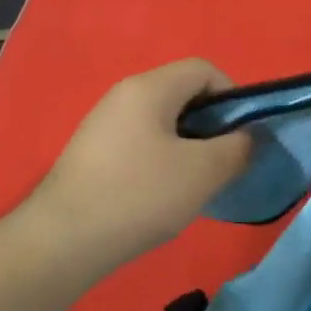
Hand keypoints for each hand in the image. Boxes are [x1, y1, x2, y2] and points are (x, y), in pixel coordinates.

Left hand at [27, 59, 252, 274]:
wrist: (63, 240)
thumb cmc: (140, 195)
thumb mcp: (203, 172)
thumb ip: (237, 148)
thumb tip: (247, 137)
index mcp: (148, 88)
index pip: (203, 69)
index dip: (232, 96)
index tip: (241, 136)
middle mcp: (122, 96)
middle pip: (182, 95)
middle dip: (211, 126)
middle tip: (223, 164)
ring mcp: (102, 125)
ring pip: (162, 123)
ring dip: (188, 148)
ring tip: (194, 185)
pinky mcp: (92, 154)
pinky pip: (140, 144)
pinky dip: (161, 162)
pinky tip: (161, 197)